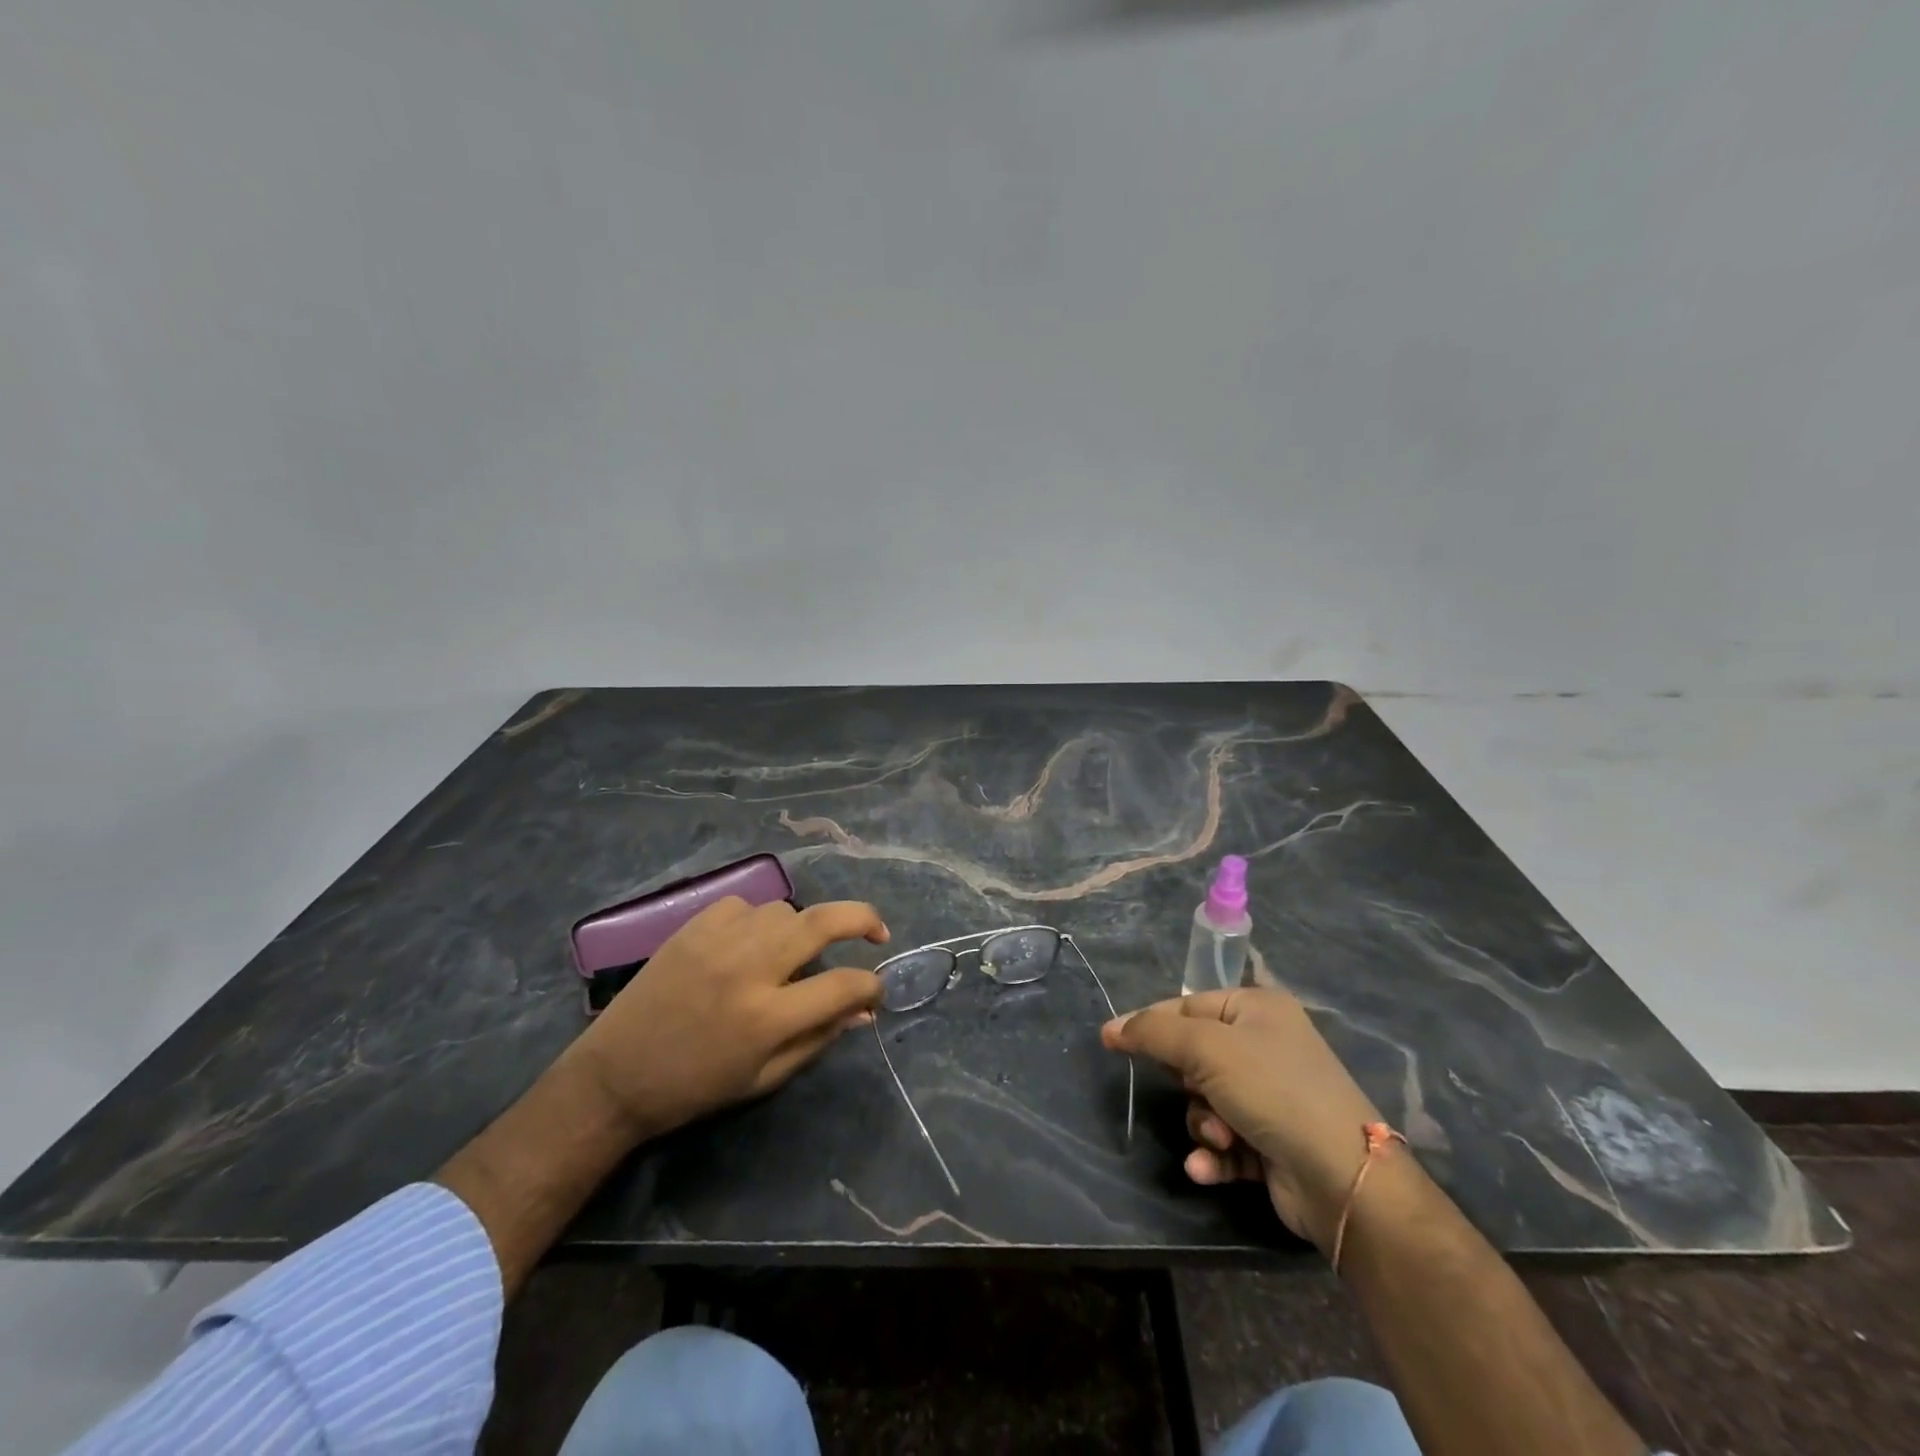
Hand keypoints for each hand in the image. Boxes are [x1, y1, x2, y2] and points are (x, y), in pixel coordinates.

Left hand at [569, 896, 888, 1141]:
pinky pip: (744, 905)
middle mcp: (749, 968)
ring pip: (785, 909)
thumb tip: (862, 1010)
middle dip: (863, 919)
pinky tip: (749, 942)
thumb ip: (819, 1038)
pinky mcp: (693, 926)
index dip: (871, 986)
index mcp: (767, 1017)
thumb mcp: (764, 1078)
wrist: (614, 1076)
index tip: (876, 990)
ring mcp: (719, 940)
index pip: (843, 985)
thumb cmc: (695, 1088)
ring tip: (795, 951)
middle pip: (823, 922)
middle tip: (877, 931)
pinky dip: (758, 920)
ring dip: (803, 927)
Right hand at [1102, 986, 1387, 1253]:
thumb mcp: (1205, 1049)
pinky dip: (1213, 1154)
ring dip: (1202, 1124)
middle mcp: (1266, 1046)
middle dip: (1187, 1084)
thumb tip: (1110, 1028)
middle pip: (1194, 1056)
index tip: (1114, 1043)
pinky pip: (1223, 1141)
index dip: (1151, 1025)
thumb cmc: (1272, 1091)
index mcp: (1257, 1009)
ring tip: (1219, 1139)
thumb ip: (1153, 1033)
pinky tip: (1207, 1168)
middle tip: (1195, 1093)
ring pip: (1206, 1102)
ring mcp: (1272, 1096)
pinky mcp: (1272, 1143)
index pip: (1187, 1006)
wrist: (1342, 1179)